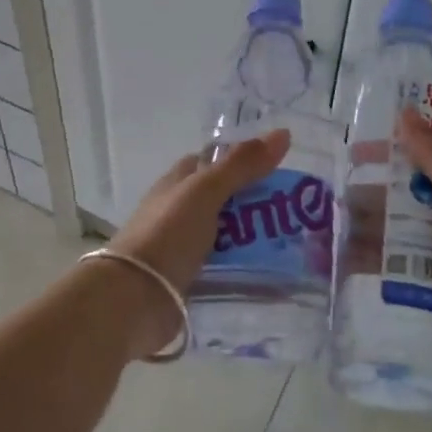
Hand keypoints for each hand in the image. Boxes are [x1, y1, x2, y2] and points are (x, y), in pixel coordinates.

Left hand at [98, 131, 291, 354]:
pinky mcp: (190, 278)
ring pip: (227, 235)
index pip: (213, 161)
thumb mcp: (205, 191)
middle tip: (297, 211)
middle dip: (257, 203)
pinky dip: (245, 267)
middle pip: (224, 200)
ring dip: (254, 239)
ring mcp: (183, 246)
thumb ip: (241, 165)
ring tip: (296, 245)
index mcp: (178, 182)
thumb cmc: (167, 234)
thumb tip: (283, 133)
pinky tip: (272, 274)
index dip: (243, 160)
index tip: (280, 168)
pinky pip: (224, 267)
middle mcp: (179, 210)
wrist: (133, 298)